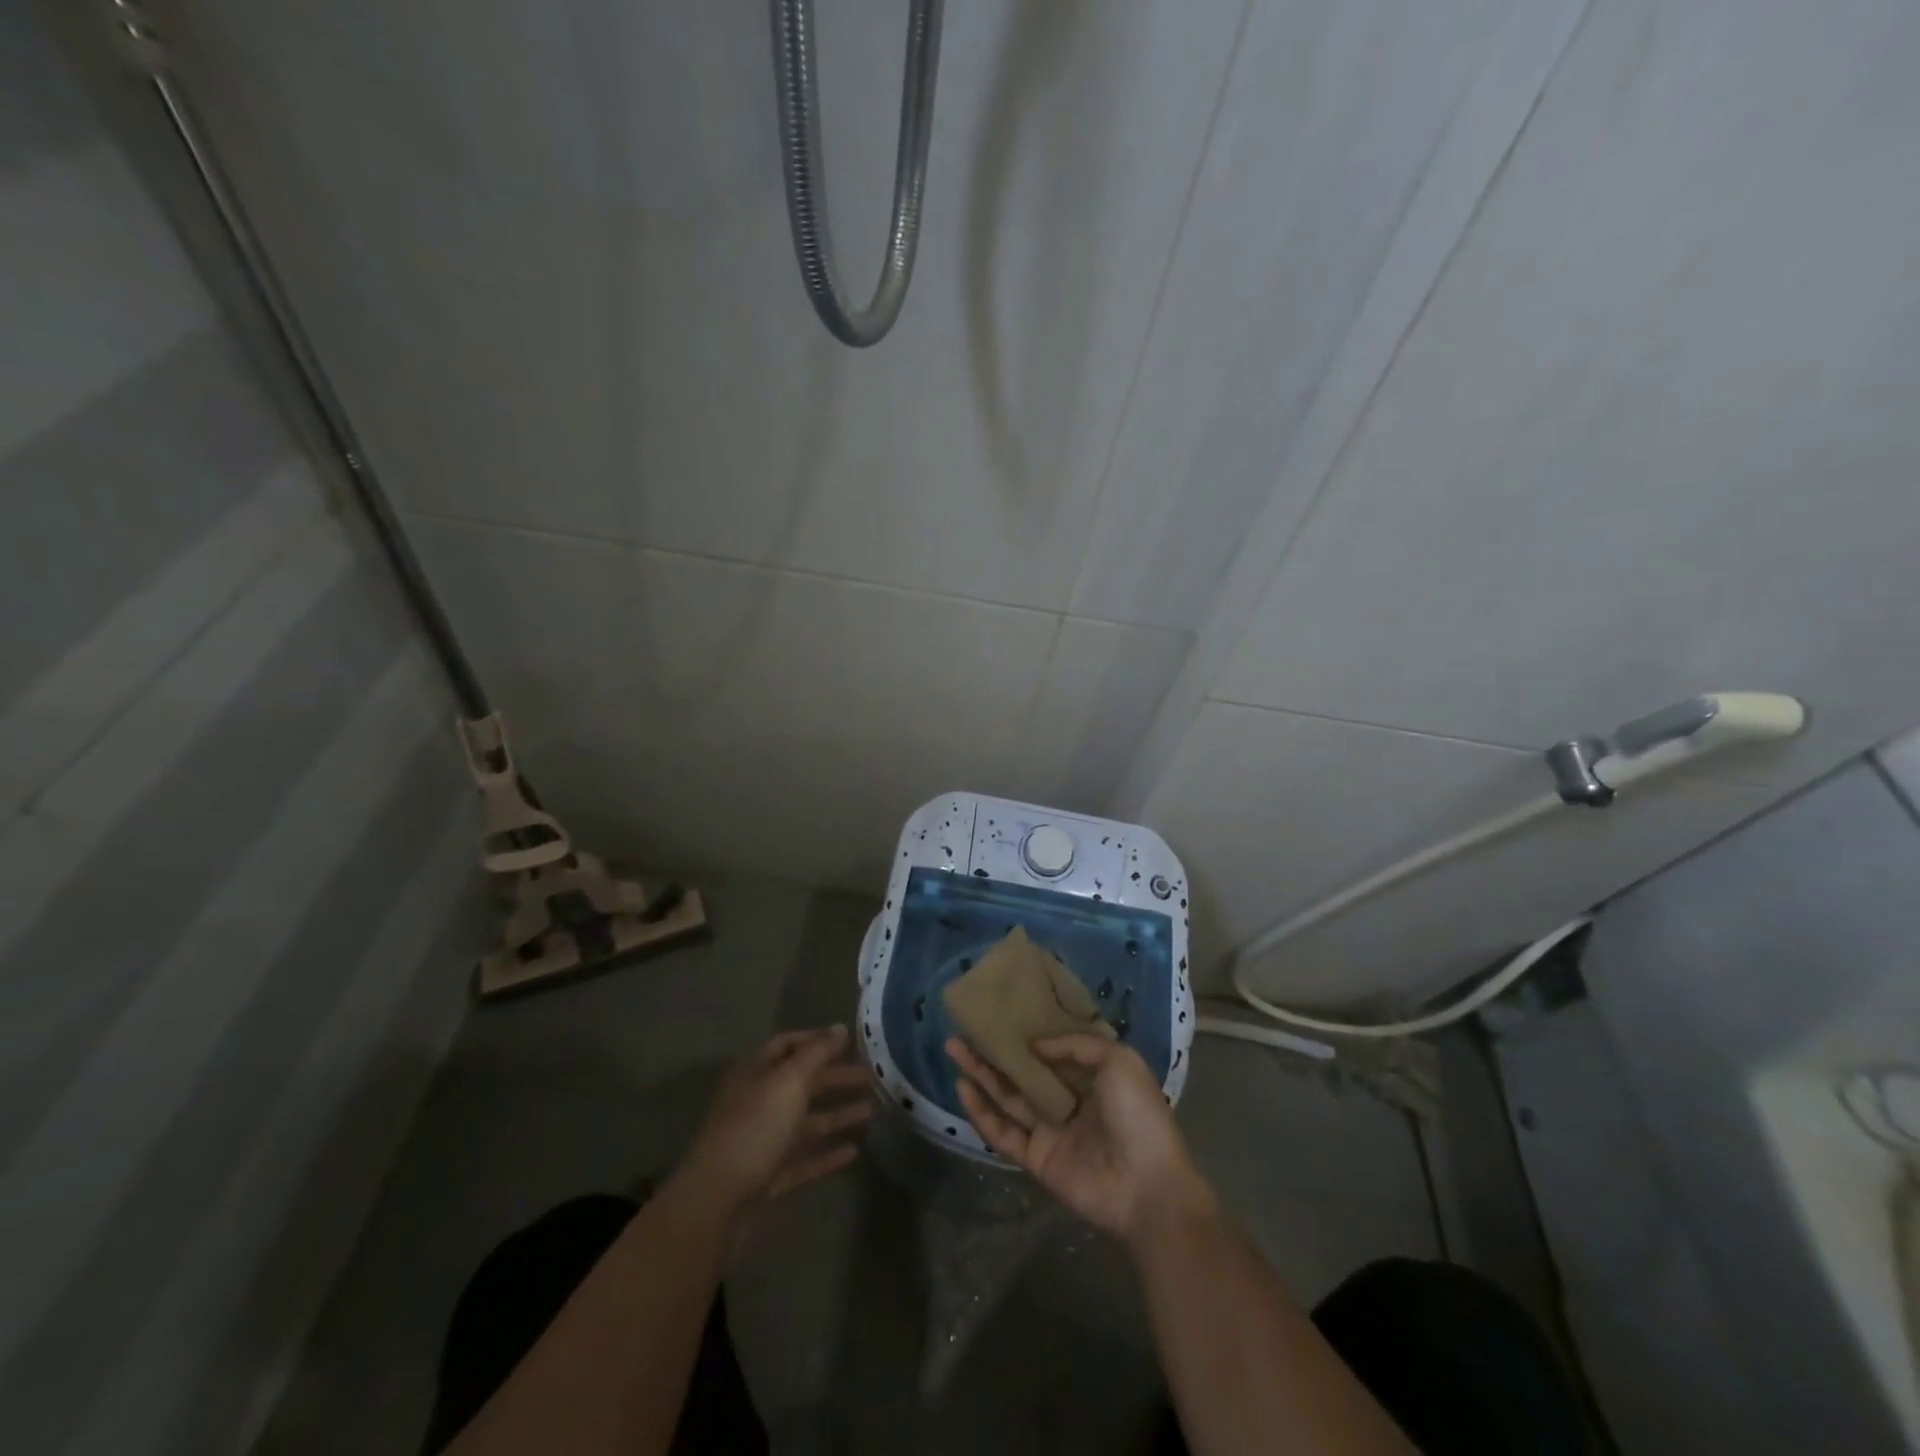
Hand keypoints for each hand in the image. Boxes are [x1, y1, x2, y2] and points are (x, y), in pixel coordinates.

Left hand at [677, 1026, 871, 1219]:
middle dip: (834, 1077)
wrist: (716, 1204)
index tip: (849, 1041)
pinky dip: (827, 1154)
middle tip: (870, 1075)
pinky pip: (803, 1160)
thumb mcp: (788, 1081)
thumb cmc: (754, 1129)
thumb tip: (839, 1027)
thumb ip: (816, 1053)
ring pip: (804, 1123)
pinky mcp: (768, 1179)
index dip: (816, 1040)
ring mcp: (761, 1143)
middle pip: (800, 1083)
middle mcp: (757, 1103)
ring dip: (836, 1115)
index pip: (786, 1045)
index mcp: (754, 1074)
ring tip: (871, 1109)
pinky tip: (854, 1151)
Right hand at [948, 1035, 1212, 1244]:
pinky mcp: (1037, 1158)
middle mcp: (1068, 1099)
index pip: (1053, 1048)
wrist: (1147, 1186)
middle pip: (1022, 1071)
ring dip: (981, 1074)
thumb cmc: (1138, 1115)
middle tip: (964, 1029)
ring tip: (954, 1049)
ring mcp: (1050, 1130)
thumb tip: (1036, 1045)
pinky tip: (962, 1089)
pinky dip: (982, 1113)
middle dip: (994, 1050)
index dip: (1028, 1031)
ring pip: (1008, 1097)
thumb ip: (1076, 1044)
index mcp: (1092, 1076)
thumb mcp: (1118, 1060)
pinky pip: (1004, 1133)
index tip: (1002, 1010)